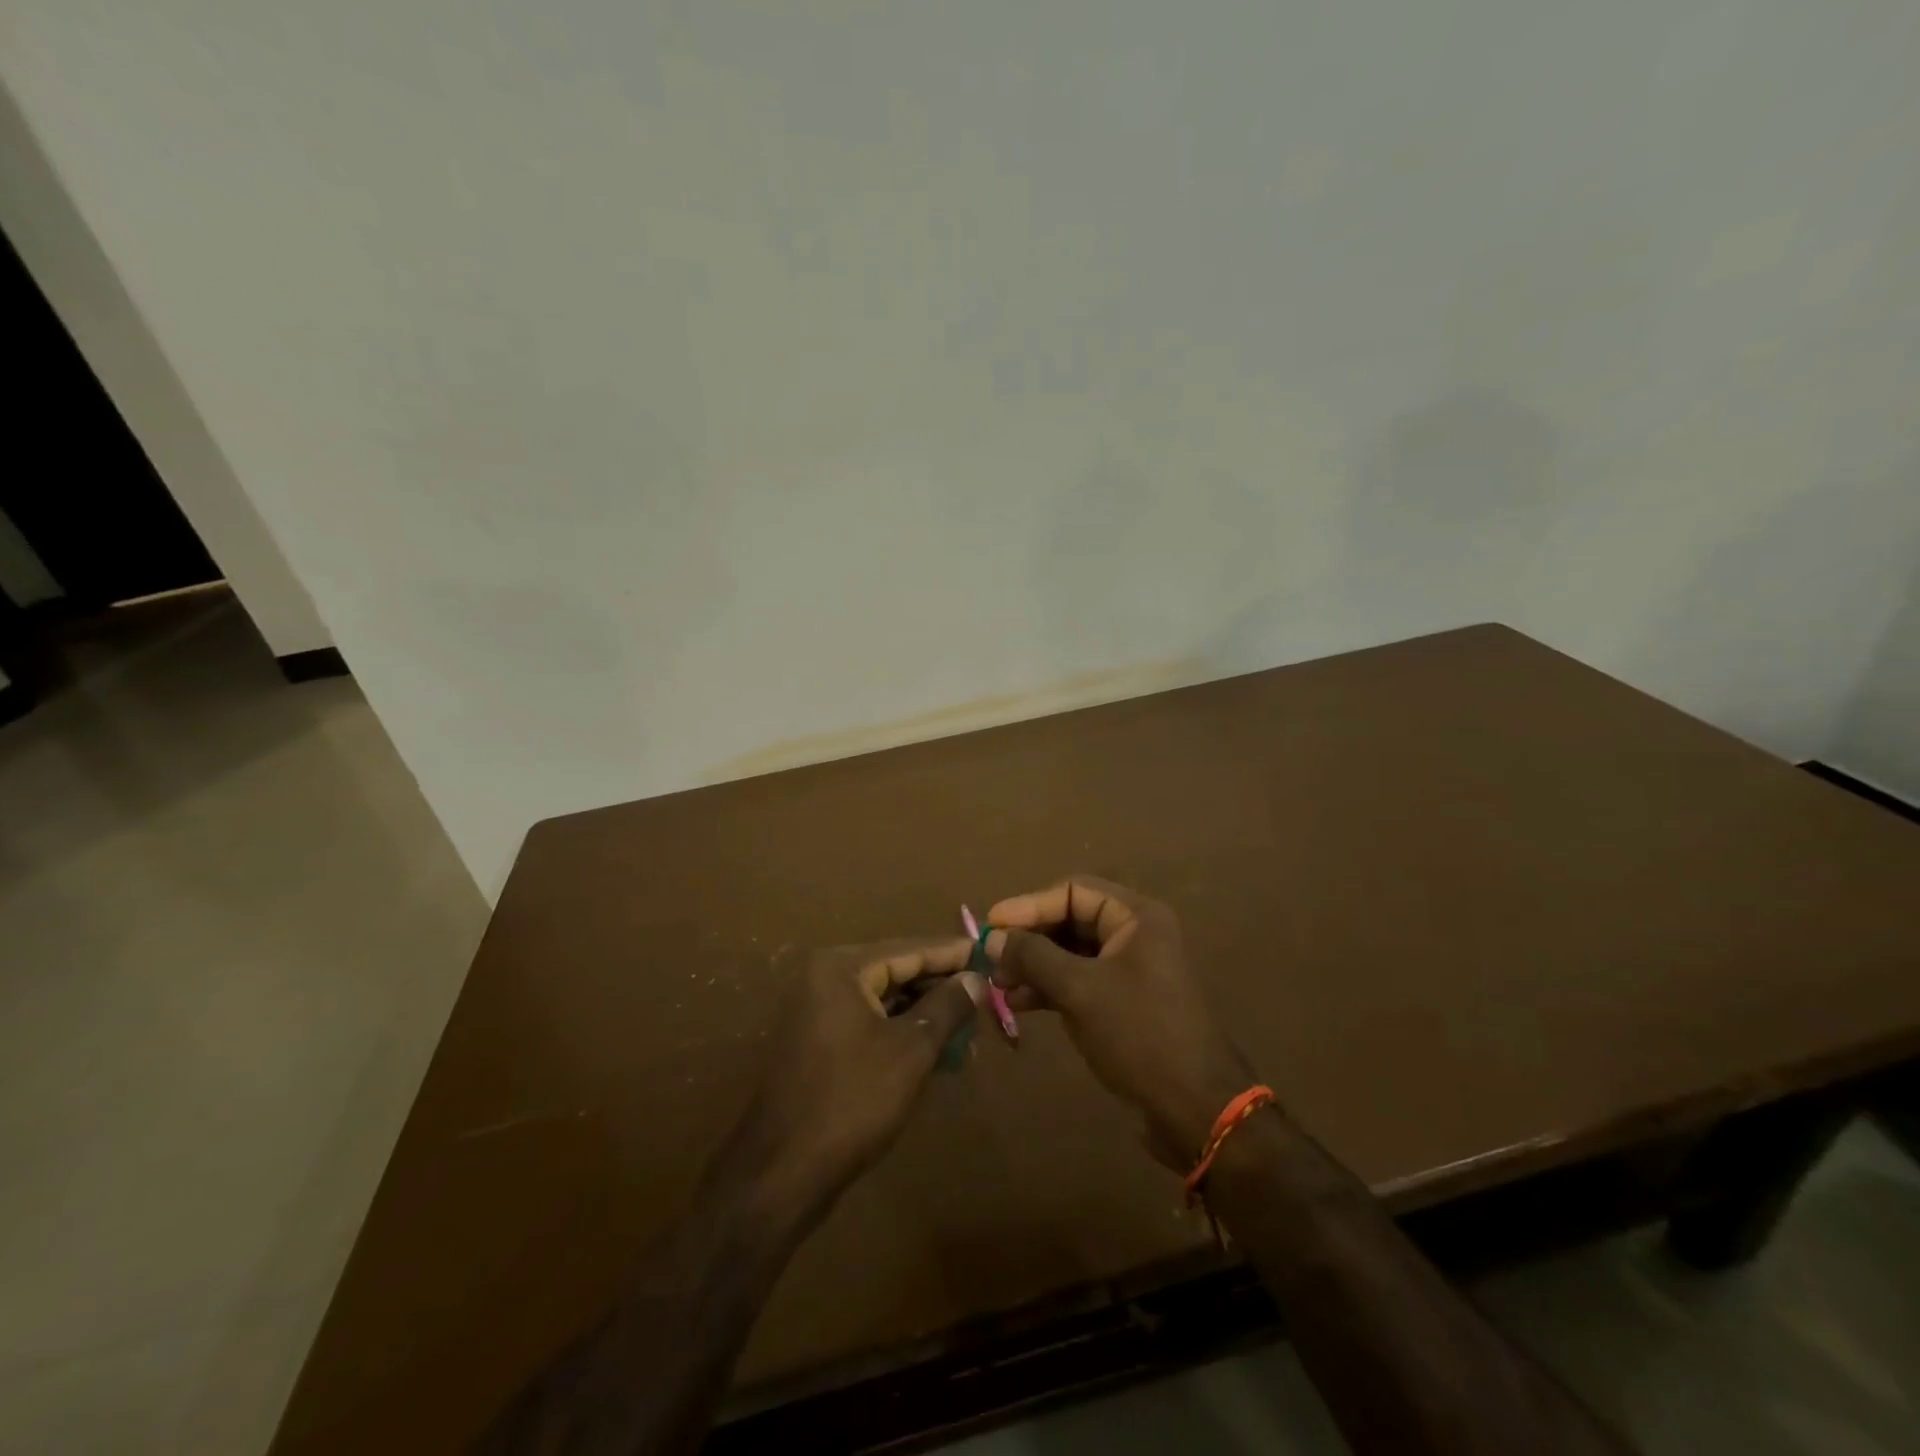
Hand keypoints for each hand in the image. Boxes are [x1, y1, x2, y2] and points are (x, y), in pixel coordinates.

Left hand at [732, 938, 984, 1224]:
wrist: (781, 1174)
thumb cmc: (852, 1100)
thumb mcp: (911, 1050)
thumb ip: (947, 1006)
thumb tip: (976, 978)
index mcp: (842, 967)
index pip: (910, 949)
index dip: (954, 954)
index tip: (993, 953)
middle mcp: (825, 978)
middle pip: (897, 971)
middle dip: (942, 987)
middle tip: (987, 998)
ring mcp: (819, 1011)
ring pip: (886, 1000)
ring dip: (926, 1014)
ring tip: (969, 1032)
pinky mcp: (820, 1042)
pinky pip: (871, 1023)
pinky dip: (903, 1032)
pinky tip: (937, 1052)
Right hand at [986, 877, 1253, 1169]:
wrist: (1196, 1108)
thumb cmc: (1139, 1034)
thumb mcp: (1080, 990)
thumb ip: (1033, 957)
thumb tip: (992, 937)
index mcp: (1136, 916)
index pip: (1073, 891)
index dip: (1029, 905)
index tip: (990, 924)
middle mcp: (1135, 933)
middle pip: (1070, 919)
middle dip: (1029, 938)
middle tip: (992, 959)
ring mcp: (1130, 968)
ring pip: (1072, 952)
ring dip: (1035, 966)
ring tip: (1000, 985)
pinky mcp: (1124, 1000)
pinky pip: (1080, 980)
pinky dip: (1050, 987)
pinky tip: (1020, 1003)